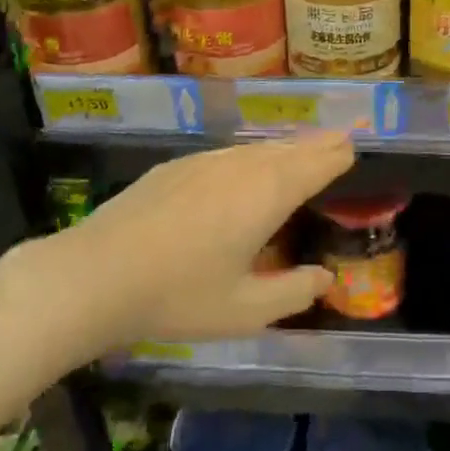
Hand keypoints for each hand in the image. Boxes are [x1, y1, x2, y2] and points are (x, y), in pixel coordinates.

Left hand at [33, 133, 350, 348]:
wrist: (95, 274)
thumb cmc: (179, 295)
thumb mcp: (246, 310)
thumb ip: (294, 292)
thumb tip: (325, 276)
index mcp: (268, 194)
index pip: (316, 163)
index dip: (338, 155)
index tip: (354, 147)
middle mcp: (242, 166)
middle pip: (290, 148)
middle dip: (318, 144)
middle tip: (340, 140)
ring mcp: (206, 162)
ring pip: (258, 148)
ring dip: (285, 148)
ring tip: (300, 150)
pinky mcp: (176, 167)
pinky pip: (229, 154)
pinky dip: (251, 156)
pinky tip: (245, 167)